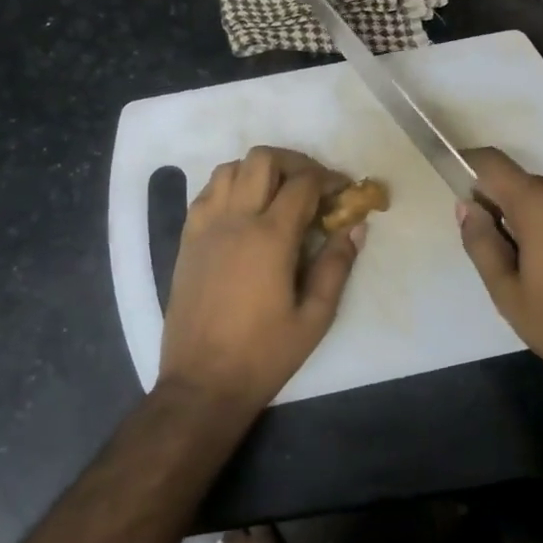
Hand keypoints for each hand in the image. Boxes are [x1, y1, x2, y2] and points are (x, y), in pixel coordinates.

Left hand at [159, 146, 364, 408]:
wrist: (202, 382)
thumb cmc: (264, 354)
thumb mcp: (315, 317)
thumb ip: (337, 265)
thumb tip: (355, 227)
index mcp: (270, 237)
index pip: (303, 183)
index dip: (329, 178)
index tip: (343, 190)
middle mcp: (234, 220)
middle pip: (262, 159)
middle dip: (294, 162)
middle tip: (313, 185)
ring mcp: (205, 226)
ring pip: (230, 168)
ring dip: (259, 170)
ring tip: (278, 193)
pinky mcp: (187, 239)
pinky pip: (207, 192)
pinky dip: (230, 186)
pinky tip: (244, 210)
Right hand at [457, 148, 542, 409]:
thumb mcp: (507, 293)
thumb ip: (482, 243)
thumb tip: (467, 207)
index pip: (494, 164)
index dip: (470, 166)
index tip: (458, 187)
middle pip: (528, 185)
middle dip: (507, 206)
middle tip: (500, 252)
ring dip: (541, 222)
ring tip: (542, 271)